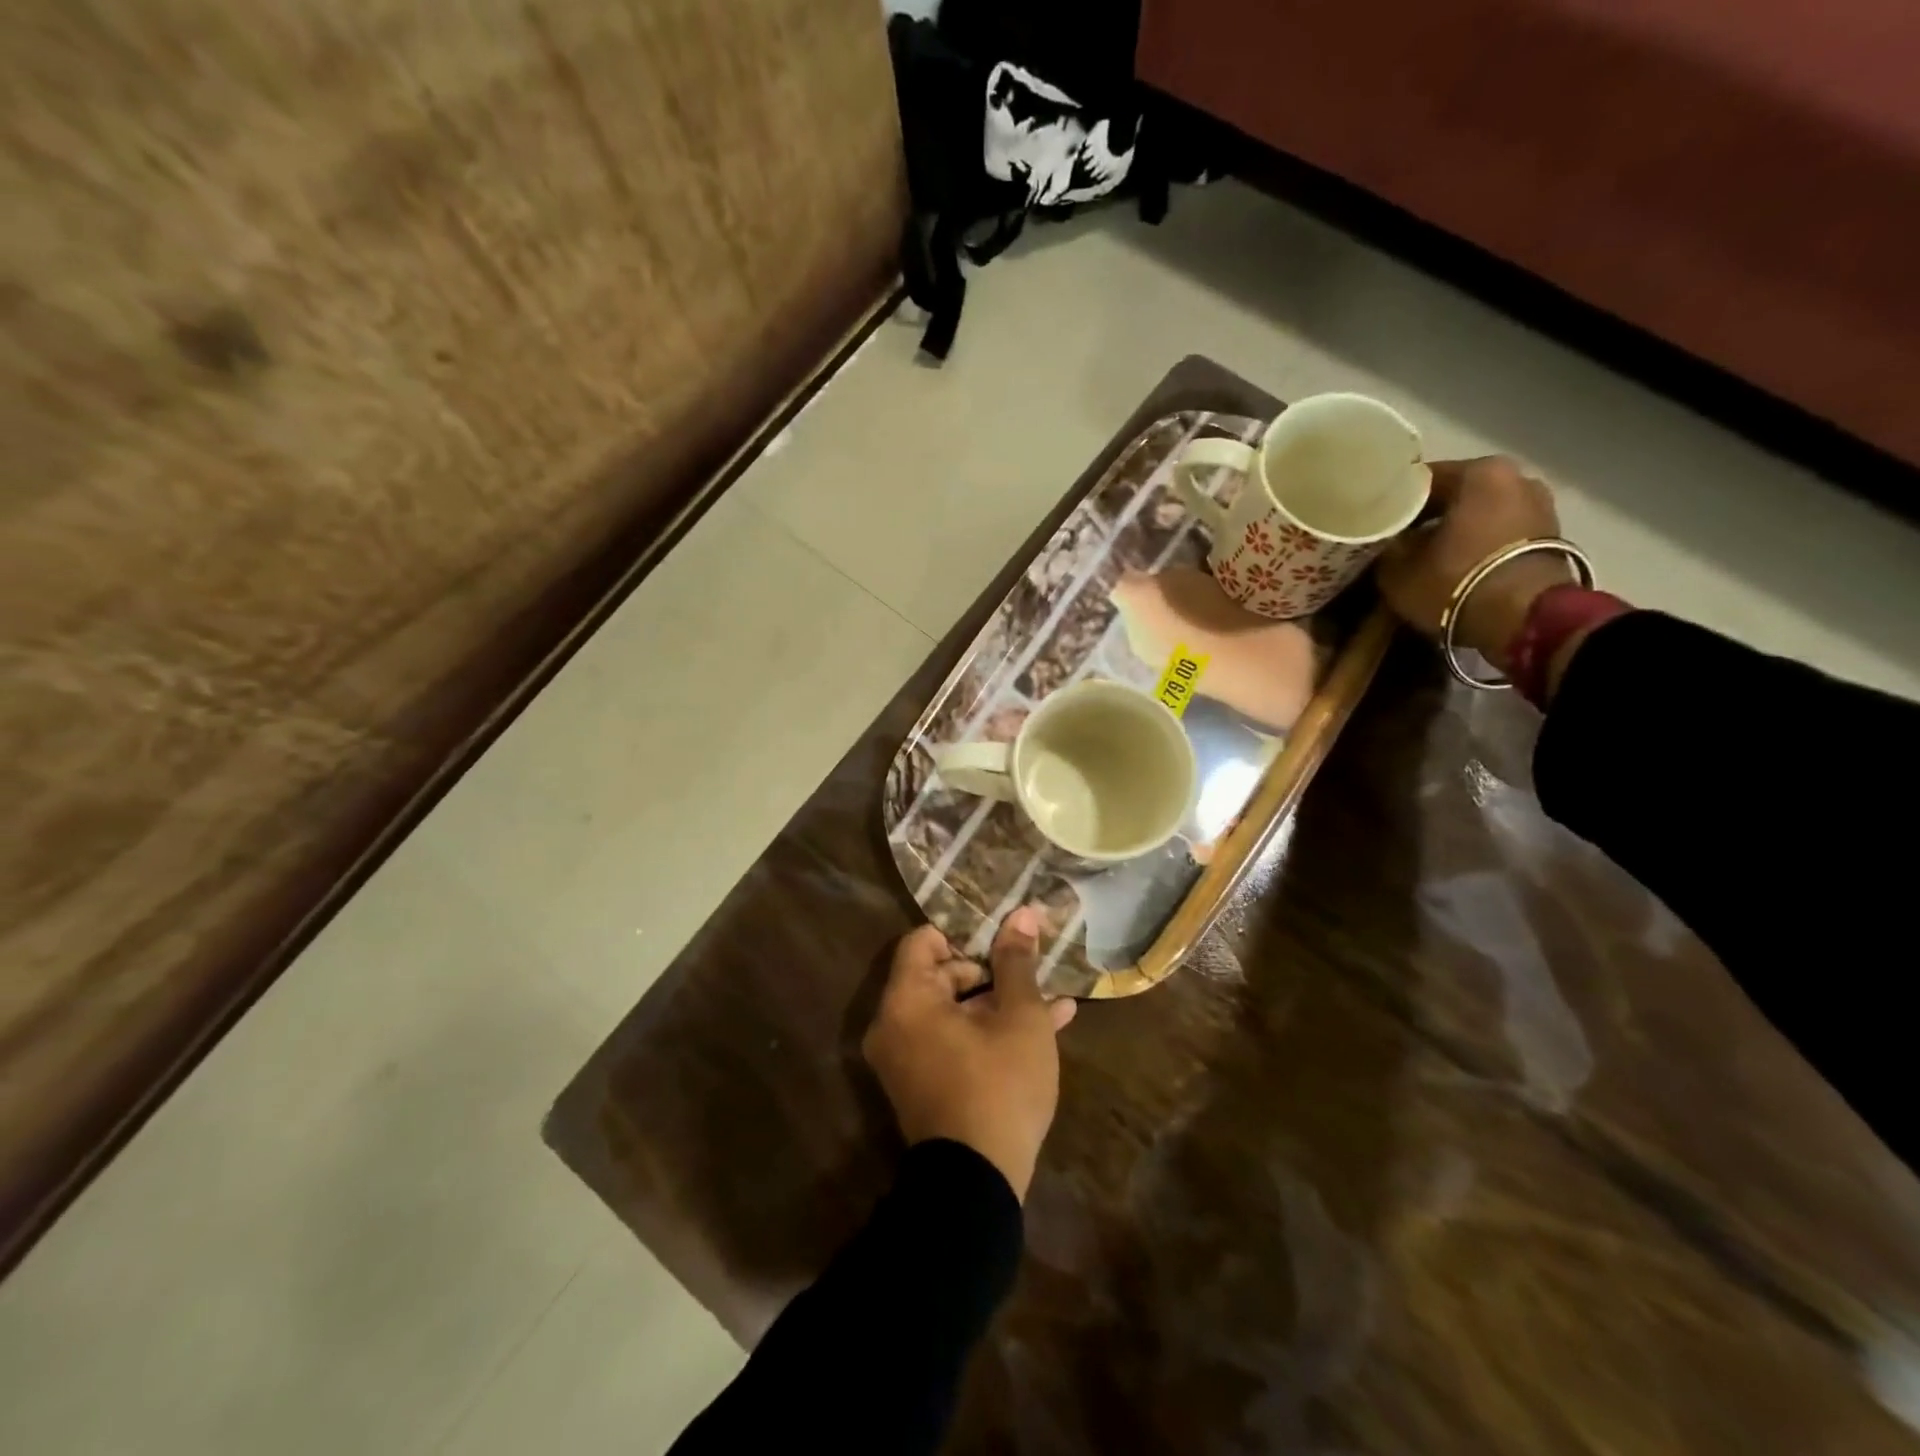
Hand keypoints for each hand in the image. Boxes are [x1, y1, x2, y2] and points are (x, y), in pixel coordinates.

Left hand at [862, 908, 1075, 1201]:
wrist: (977, 1185)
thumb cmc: (999, 1086)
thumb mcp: (1019, 1017)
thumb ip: (1016, 962)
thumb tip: (1022, 913)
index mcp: (907, 999)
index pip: (923, 940)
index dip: (964, 934)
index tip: (1001, 940)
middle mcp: (894, 1024)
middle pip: (938, 975)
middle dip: (989, 971)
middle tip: (1030, 971)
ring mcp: (905, 1058)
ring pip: (953, 1011)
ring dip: (998, 1002)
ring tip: (1050, 999)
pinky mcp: (921, 1085)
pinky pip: (951, 1041)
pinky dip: (986, 1032)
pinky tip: (1044, 1028)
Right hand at [1376, 456, 1571, 674]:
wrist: (1524, 621)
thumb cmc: (1455, 583)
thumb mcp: (1397, 569)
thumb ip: (1387, 547)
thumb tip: (1387, 542)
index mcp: (1479, 472)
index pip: (1417, 479)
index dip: (1388, 502)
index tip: (1370, 522)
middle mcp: (1515, 477)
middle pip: (1452, 494)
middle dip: (1423, 516)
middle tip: (1392, 540)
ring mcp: (1538, 506)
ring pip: (1476, 513)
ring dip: (1450, 531)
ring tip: (1421, 556)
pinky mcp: (1549, 536)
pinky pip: (1496, 532)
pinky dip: (1474, 544)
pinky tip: (1451, 565)